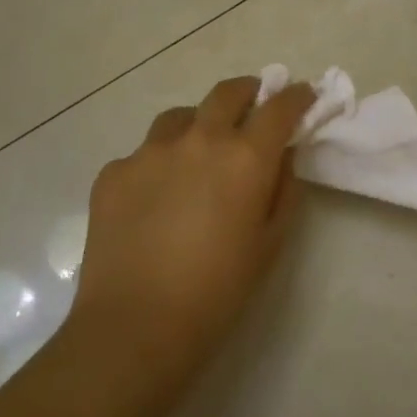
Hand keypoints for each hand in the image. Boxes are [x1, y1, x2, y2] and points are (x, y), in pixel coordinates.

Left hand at [67, 75, 316, 388]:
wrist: (136, 325)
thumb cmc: (218, 291)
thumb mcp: (270, 243)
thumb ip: (283, 190)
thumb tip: (280, 158)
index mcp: (244, 158)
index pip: (279, 107)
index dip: (296, 96)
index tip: (303, 94)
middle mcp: (198, 140)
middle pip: (227, 93)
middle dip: (249, 91)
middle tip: (255, 103)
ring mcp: (149, 152)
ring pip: (180, 117)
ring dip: (200, 122)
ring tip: (200, 150)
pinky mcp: (113, 172)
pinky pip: (144, 154)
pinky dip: (160, 163)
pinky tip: (156, 197)